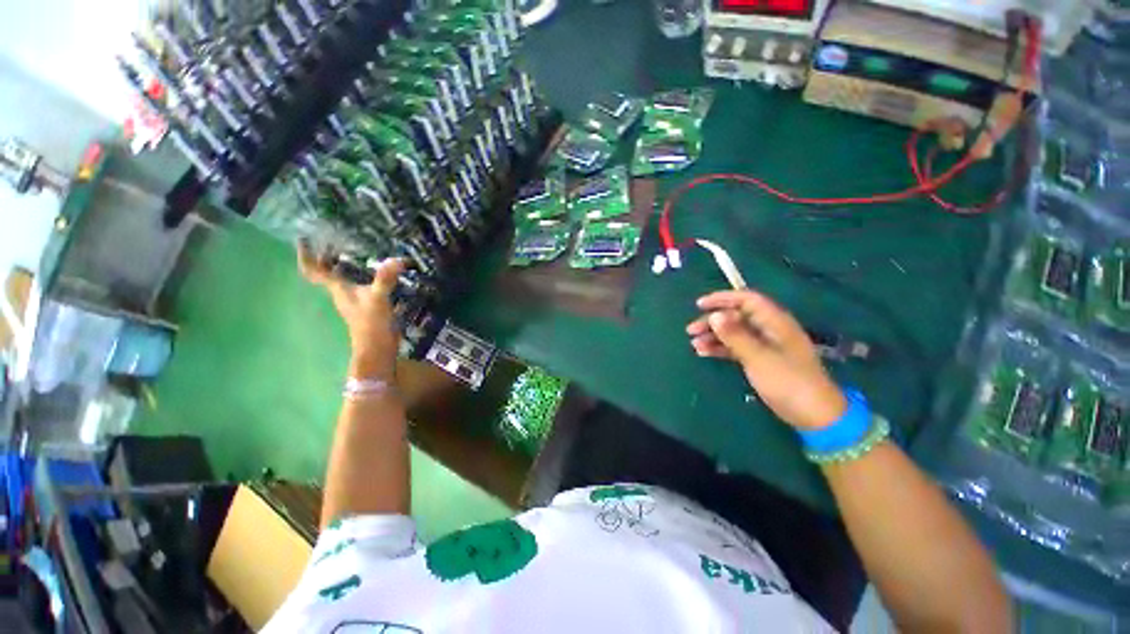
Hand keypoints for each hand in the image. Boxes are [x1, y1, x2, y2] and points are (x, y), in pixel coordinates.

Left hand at [298, 243, 405, 380]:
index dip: (306, 255)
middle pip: (327, 272)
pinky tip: (378, 271)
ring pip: (344, 278)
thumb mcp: (378, 299)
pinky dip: (363, 275)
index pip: (314, 271)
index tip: (304, 239)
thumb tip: (397, 260)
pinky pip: (360, 284)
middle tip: (334, 238)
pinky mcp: (368, 304)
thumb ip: (385, 279)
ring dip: (345, 264)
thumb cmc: (371, 324)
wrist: (378, 348)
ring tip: (356, 249)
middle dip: (326, 256)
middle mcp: (342, 292)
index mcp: (338, 289)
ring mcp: (355, 299)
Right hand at [686, 290, 846, 430]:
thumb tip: (714, 315)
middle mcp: (768, 329)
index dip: (723, 298)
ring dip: (713, 336)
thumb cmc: (788, 381)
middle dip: (712, 321)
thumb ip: (735, 335)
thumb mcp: (758, 357)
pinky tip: (704, 353)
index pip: (746, 300)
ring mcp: (764, 345)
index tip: (699, 305)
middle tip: (691, 330)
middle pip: (736, 316)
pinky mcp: (760, 359)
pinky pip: (736, 348)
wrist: (813, 414)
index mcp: (774, 322)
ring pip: (734, 333)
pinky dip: (720, 349)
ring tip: (694, 345)